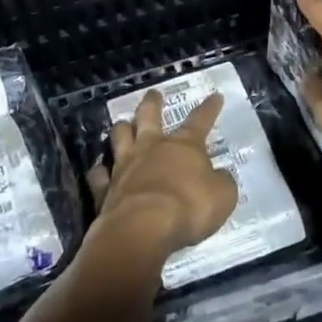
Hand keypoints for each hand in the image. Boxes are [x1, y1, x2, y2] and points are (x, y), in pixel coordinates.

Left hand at [88, 90, 238, 256]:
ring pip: (119, 136)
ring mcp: (125, 166)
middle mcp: (151, 148)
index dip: (209, 108)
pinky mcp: (105, 188)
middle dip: (152, 103)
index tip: (215, 95)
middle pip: (148, 116)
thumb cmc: (188, 208)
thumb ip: (222, 183)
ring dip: (121, 128)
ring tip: (122, 124)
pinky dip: (99, 171)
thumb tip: (220, 175)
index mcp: (183, 146)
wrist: (143, 228)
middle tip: (153, 93)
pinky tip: (99, 170)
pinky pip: (99, 174)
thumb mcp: (222, 197)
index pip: (200, 120)